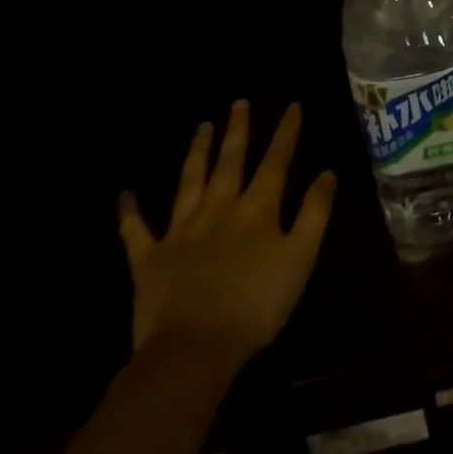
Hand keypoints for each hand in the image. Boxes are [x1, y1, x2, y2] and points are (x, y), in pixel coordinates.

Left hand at [117, 101, 336, 361]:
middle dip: (237, 130)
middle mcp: (219, 208)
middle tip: (238, 103)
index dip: (286, 132)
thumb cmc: (256, 305)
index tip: (292, 105)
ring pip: (189, 182)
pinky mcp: (149, 260)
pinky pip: (136, 232)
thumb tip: (328, 172)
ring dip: (196, 152)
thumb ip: (314, 212)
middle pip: (230, 161)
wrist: (192, 350)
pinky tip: (125, 195)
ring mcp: (181, 232)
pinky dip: (130, 212)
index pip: (276, 161)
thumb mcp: (300, 257)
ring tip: (202, 126)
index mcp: (257, 209)